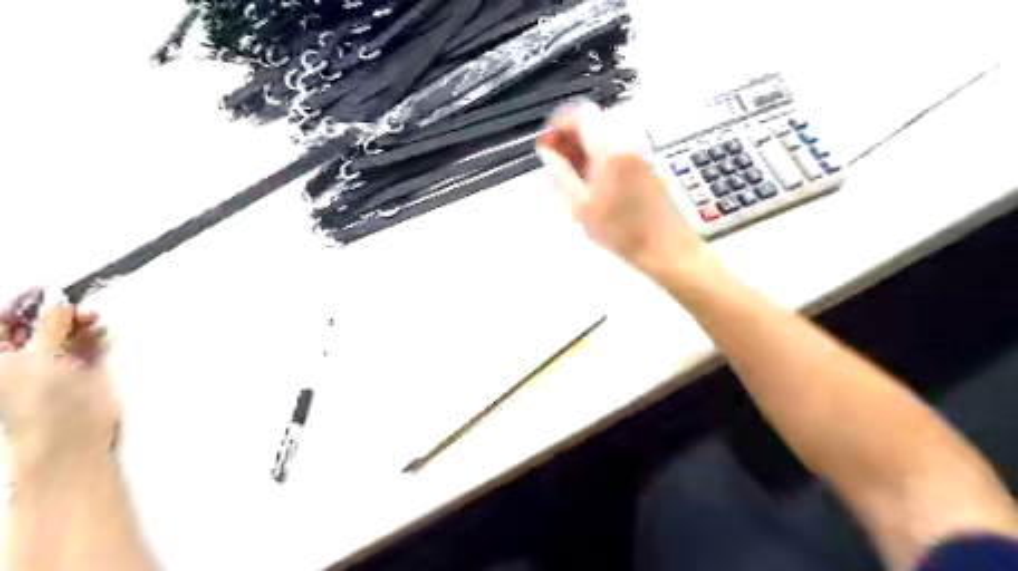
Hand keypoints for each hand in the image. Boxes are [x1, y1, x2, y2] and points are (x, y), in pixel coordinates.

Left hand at [0, 290, 117, 471]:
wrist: (71, 432)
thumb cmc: (38, 404)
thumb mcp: (36, 354)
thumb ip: (49, 323)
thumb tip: (55, 300)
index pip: (1, 323)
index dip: (22, 304)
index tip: (43, 290)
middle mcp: (20, 362)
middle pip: (36, 326)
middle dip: (54, 313)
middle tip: (69, 303)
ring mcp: (53, 367)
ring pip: (65, 334)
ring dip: (77, 323)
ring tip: (89, 317)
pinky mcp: (83, 372)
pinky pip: (89, 346)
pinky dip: (95, 336)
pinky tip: (98, 330)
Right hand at [533, 102, 708, 280]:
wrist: (665, 247)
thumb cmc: (622, 232)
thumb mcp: (580, 207)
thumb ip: (560, 174)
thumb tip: (548, 152)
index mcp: (610, 149)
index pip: (581, 114)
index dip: (559, 123)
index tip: (547, 143)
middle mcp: (627, 142)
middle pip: (592, 122)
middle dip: (569, 137)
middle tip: (554, 161)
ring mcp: (638, 152)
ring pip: (603, 136)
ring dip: (583, 148)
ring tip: (570, 177)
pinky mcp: (644, 164)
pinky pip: (615, 149)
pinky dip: (598, 157)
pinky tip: (590, 183)